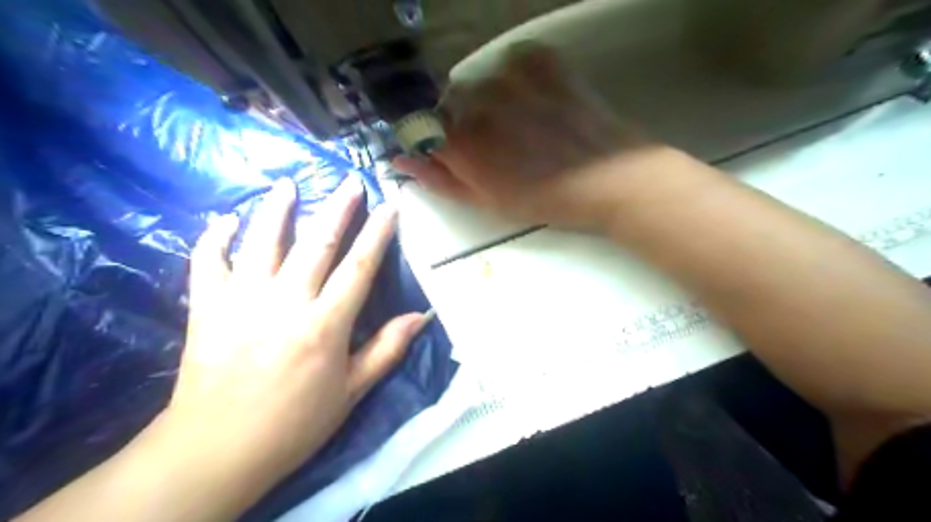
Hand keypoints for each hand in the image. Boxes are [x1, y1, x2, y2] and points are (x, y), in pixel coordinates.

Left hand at [153, 180, 427, 491]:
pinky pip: (208, 263)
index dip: (378, 233)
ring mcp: (242, 300)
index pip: (359, 266)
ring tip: (288, 184)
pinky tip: (223, 220)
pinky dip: (214, 238)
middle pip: (317, 243)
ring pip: (262, 242)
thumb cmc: (295, 423)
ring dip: (277, 210)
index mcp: (325, 325)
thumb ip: (386, 349)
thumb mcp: (351, 391)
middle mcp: (285, 302)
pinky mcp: (207, 308)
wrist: (217, 449)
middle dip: (338, 209)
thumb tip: (420, 317)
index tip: (390, 206)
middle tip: (351, 182)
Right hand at [392, 43, 677, 229]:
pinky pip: (513, 62)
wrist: (610, 179)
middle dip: (464, 123)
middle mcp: (475, 100)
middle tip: (498, 145)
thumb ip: (440, 179)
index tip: (458, 156)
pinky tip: (537, 101)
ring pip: (480, 82)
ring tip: (522, 124)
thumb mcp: (487, 201)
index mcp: (460, 141)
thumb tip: (400, 161)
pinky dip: (517, 79)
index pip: (424, 130)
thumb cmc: (546, 200)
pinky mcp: (541, 60)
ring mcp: (509, 75)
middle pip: (451, 104)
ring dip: (491, 101)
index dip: (439, 144)